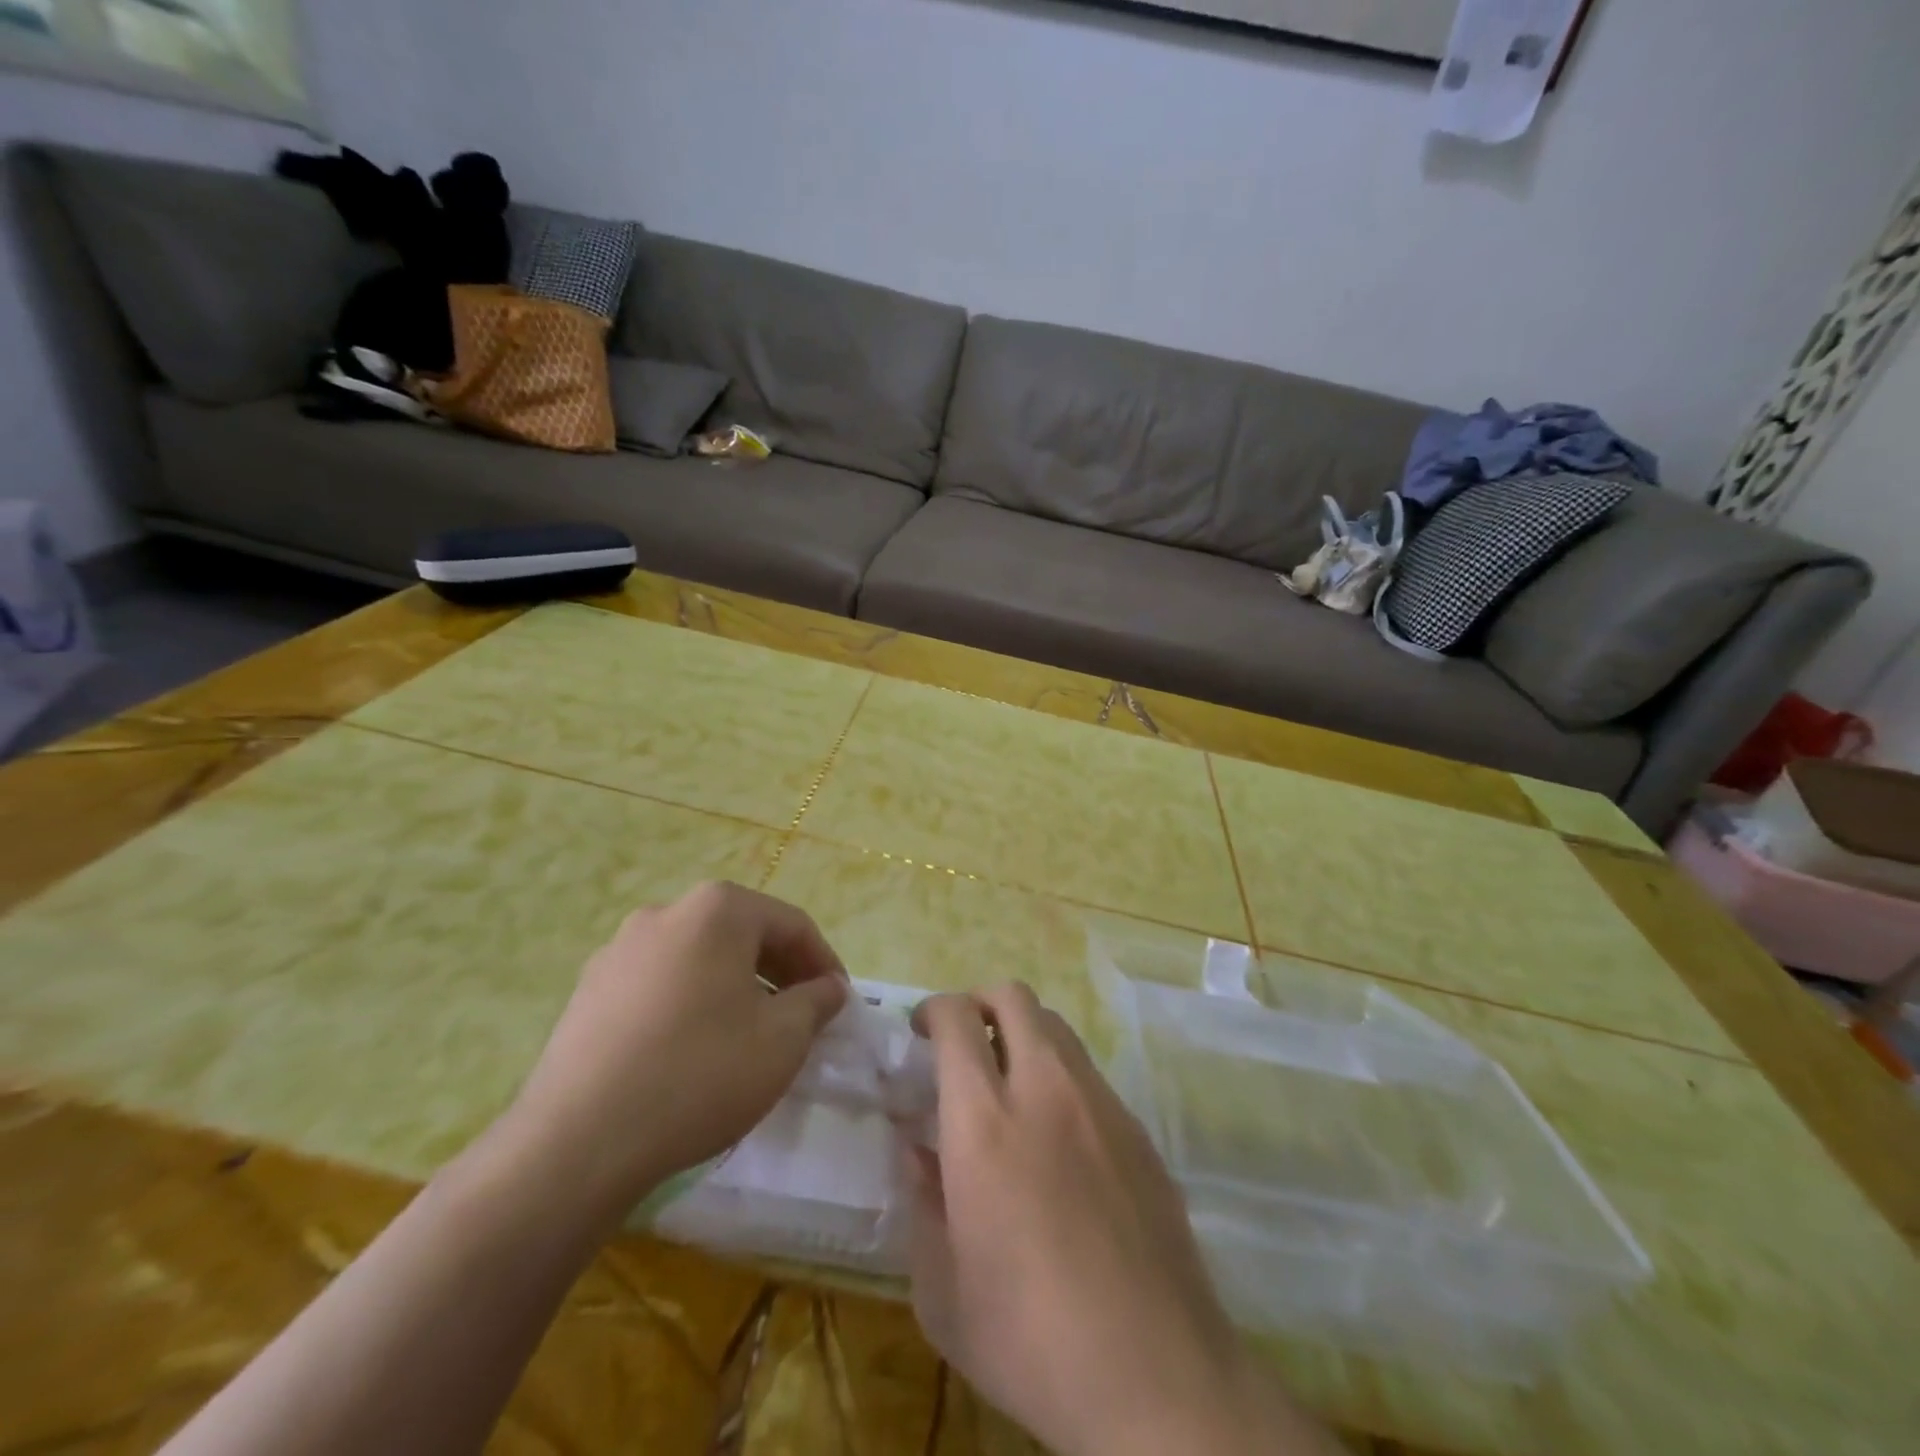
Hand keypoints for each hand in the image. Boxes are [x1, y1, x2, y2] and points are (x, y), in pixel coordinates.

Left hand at [495, 881, 847, 1235]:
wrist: (579, 1142)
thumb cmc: (700, 1074)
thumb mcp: (782, 1040)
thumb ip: (816, 1002)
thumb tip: (829, 987)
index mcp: (717, 910)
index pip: (791, 924)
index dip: (824, 962)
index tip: (839, 1002)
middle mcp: (666, 912)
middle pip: (743, 934)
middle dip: (780, 972)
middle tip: (802, 1016)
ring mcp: (619, 949)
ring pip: (700, 958)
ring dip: (735, 986)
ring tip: (751, 1034)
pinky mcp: (589, 990)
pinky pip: (661, 983)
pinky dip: (692, 1002)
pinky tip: (695, 1049)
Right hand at [906, 984, 1333, 1455]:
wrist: (1156, 1378)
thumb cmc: (1030, 1340)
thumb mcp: (943, 1290)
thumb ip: (922, 1202)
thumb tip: (918, 1150)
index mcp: (984, 1123)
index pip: (958, 1020)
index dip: (934, 1009)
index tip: (921, 1031)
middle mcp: (1045, 1091)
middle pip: (1014, 998)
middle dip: (979, 1001)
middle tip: (962, 1041)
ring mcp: (1100, 1105)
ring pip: (1057, 1027)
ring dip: (1023, 1034)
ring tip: (1008, 1085)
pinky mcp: (1138, 1130)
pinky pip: (1090, 1074)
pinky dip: (1060, 1077)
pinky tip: (1058, 1138)